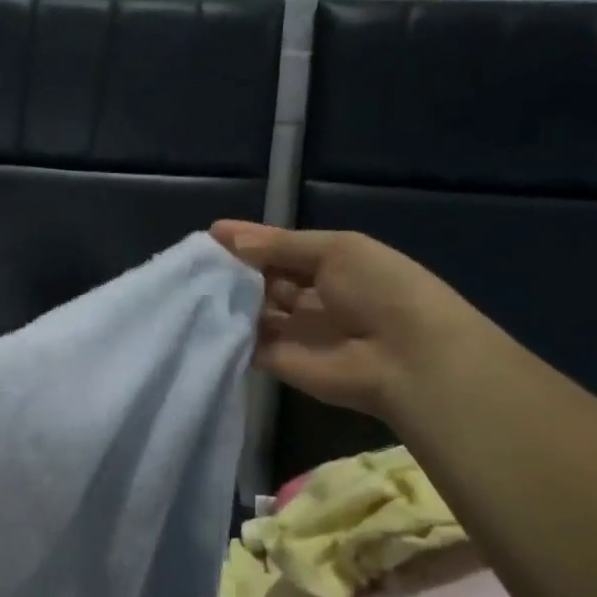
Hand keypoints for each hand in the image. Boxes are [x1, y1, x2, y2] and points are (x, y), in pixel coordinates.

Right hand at [210, 221, 491, 420]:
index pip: (280, 250)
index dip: (248, 240)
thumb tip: (225, 237)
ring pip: (249, 310)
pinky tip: (196, 314)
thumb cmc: (380, 289)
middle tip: (193, 260)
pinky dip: (222, 330)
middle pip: (261, 279)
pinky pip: (243, 343)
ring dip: (224, 297)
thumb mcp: (337, 250)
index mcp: (330, 266)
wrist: (408, 357)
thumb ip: (280, 245)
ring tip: (189, 283)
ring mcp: (291, 331)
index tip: (210, 234)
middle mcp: (308, 297)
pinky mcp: (276, 361)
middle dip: (232, 268)